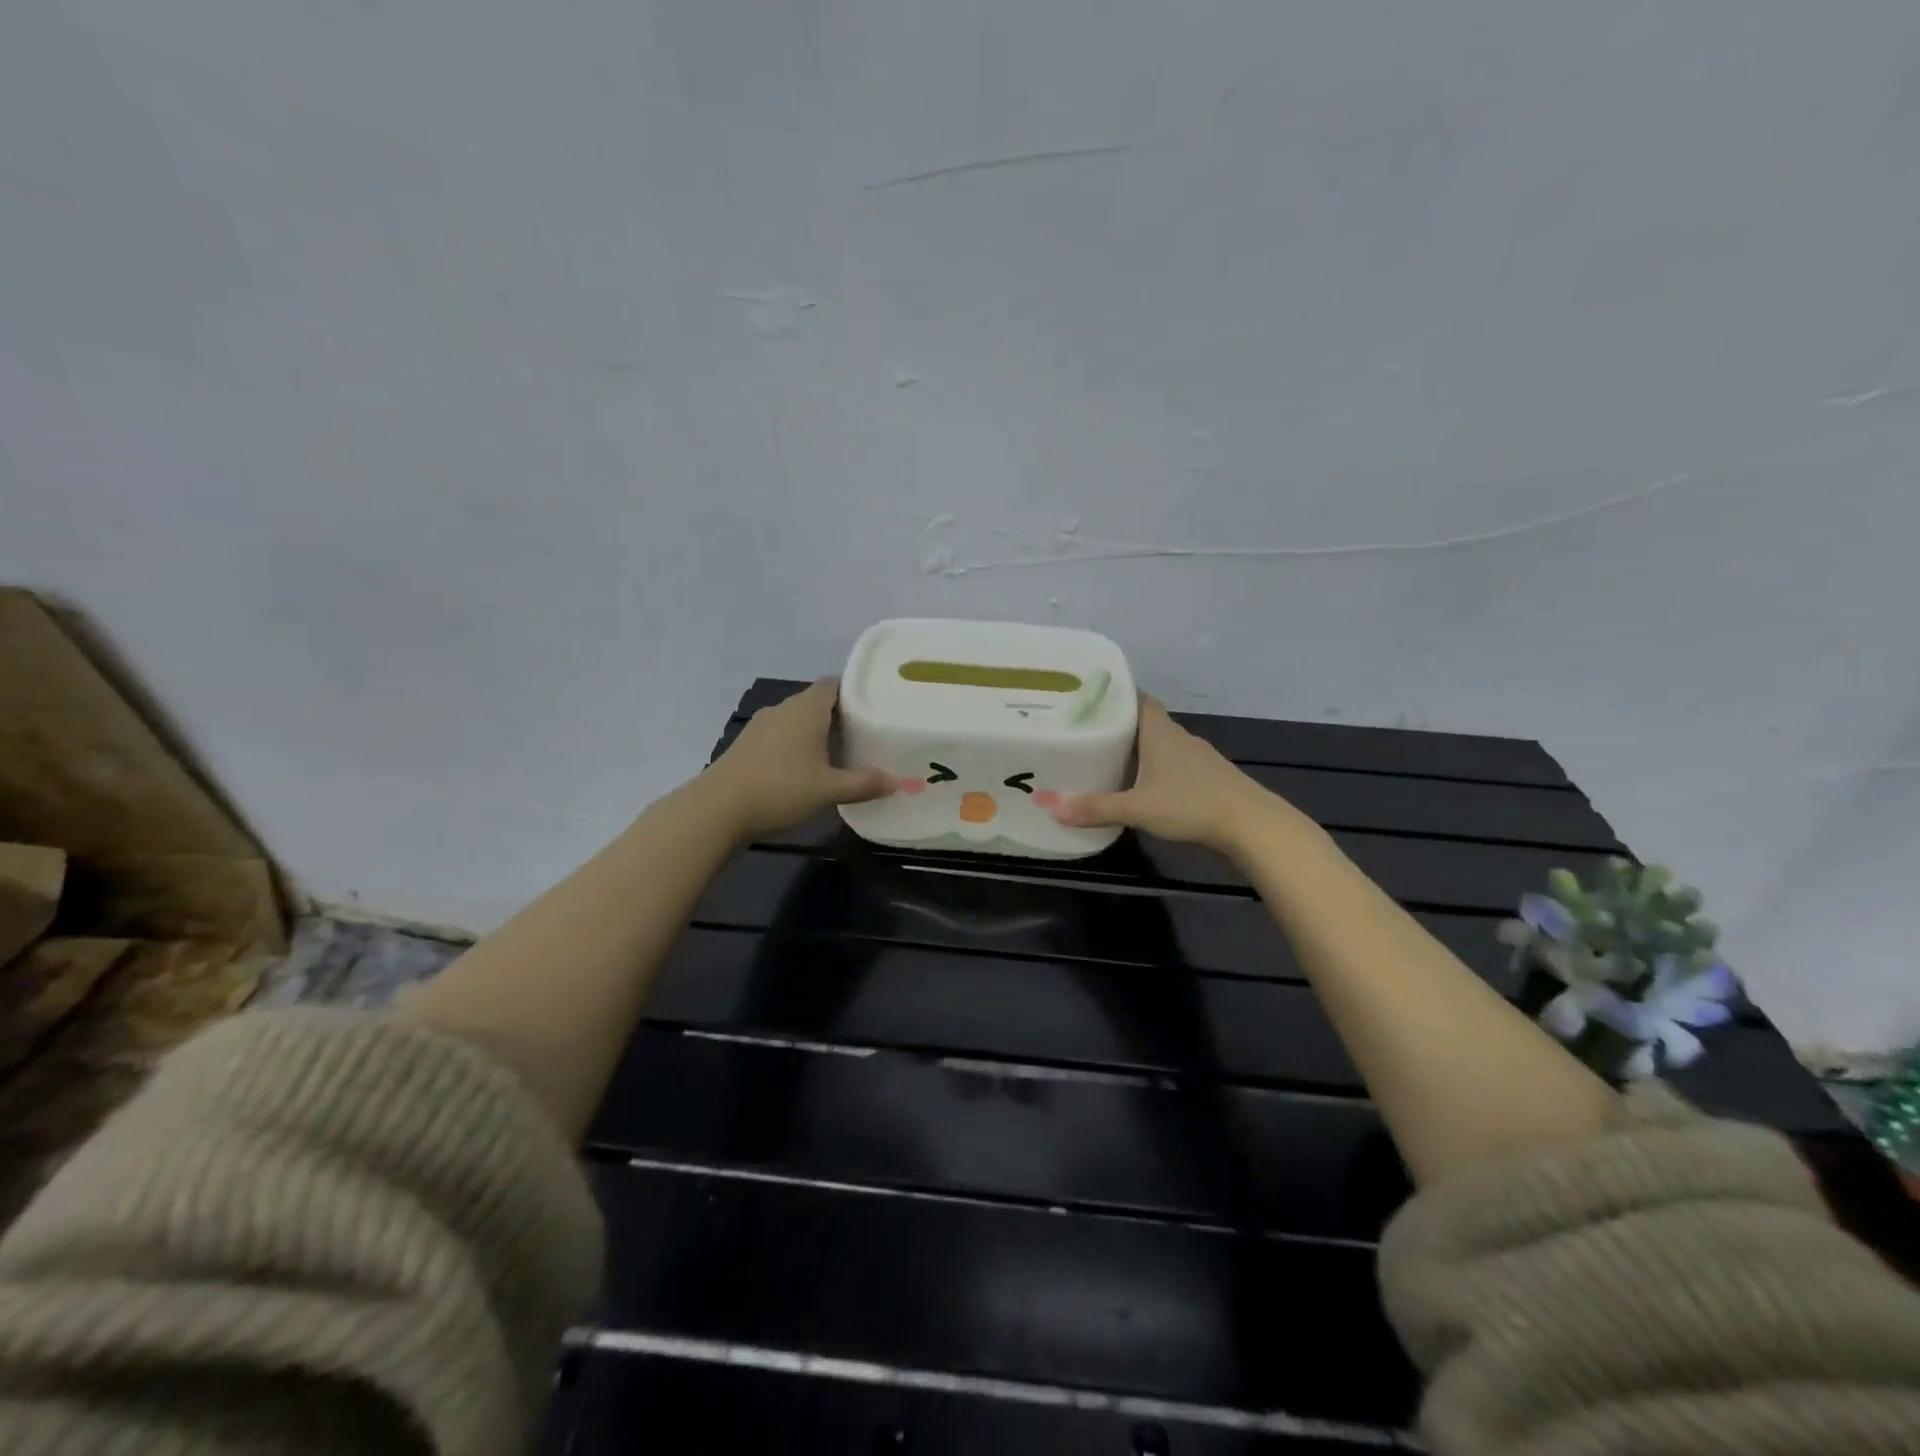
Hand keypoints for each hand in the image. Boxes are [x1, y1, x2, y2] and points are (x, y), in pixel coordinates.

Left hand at [698, 679, 893, 840]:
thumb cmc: (780, 789)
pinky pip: (781, 736)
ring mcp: (761, 726)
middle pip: (817, 702)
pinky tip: (806, 769)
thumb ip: (864, 783)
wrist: (717, 810)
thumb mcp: (829, 790)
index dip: (855, 692)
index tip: (875, 708)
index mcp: (806, 709)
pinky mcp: (746, 746)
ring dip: (816, 733)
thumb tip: (896, 781)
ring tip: (840, 753)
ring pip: (797, 720)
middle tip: (866, 735)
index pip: (834, 684)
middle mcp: (783, 709)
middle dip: (840, 716)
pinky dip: (796, 746)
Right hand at [1052, 695, 1312, 858]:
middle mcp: (1179, 737)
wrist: (1252, 825)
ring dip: (1139, 747)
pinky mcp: (1209, 777)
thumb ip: (1096, 807)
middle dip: (1119, 723)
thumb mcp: (1138, 808)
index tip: (1089, 696)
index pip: (1137, 698)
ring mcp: (1197, 757)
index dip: (1115, 694)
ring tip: (1109, 756)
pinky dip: (1156, 767)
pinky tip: (1144, 784)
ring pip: (1161, 743)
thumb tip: (1051, 806)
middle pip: (1146, 720)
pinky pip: (1174, 763)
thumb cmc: (1192, 804)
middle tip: (1088, 730)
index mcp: (1160, 732)